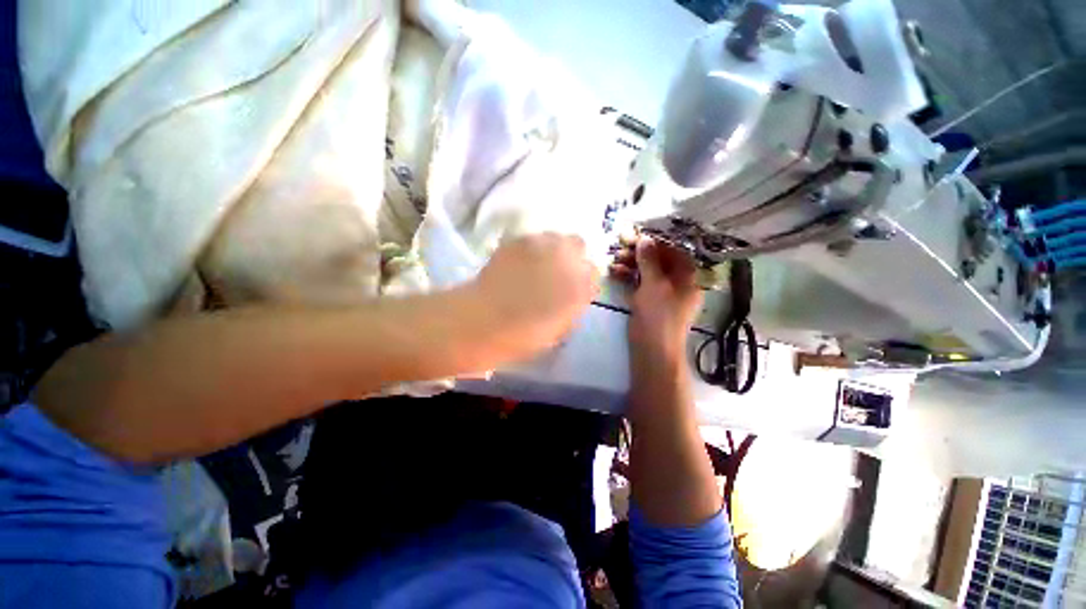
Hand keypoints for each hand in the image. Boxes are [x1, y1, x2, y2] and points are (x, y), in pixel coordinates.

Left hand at [472, 233, 598, 361]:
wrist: (484, 321)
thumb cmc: (524, 335)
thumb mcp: (559, 330)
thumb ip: (573, 307)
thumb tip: (573, 295)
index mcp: (581, 285)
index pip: (593, 272)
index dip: (582, 279)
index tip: (573, 286)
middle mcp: (567, 259)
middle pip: (578, 244)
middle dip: (571, 256)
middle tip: (556, 270)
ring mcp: (542, 245)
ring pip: (555, 237)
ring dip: (551, 249)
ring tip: (536, 264)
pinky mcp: (519, 240)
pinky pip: (533, 239)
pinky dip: (531, 248)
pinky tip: (519, 263)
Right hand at [610, 235, 701, 361]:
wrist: (652, 350)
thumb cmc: (659, 315)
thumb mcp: (654, 284)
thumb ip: (649, 260)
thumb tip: (645, 239)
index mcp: (687, 276)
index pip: (673, 251)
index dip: (655, 242)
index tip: (637, 235)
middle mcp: (676, 282)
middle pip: (658, 260)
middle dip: (639, 253)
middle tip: (620, 245)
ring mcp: (661, 292)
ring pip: (646, 271)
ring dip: (630, 264)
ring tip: (613, 260)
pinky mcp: (648, 301)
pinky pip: (639, 283)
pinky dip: (628, 277)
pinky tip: (613, 272)